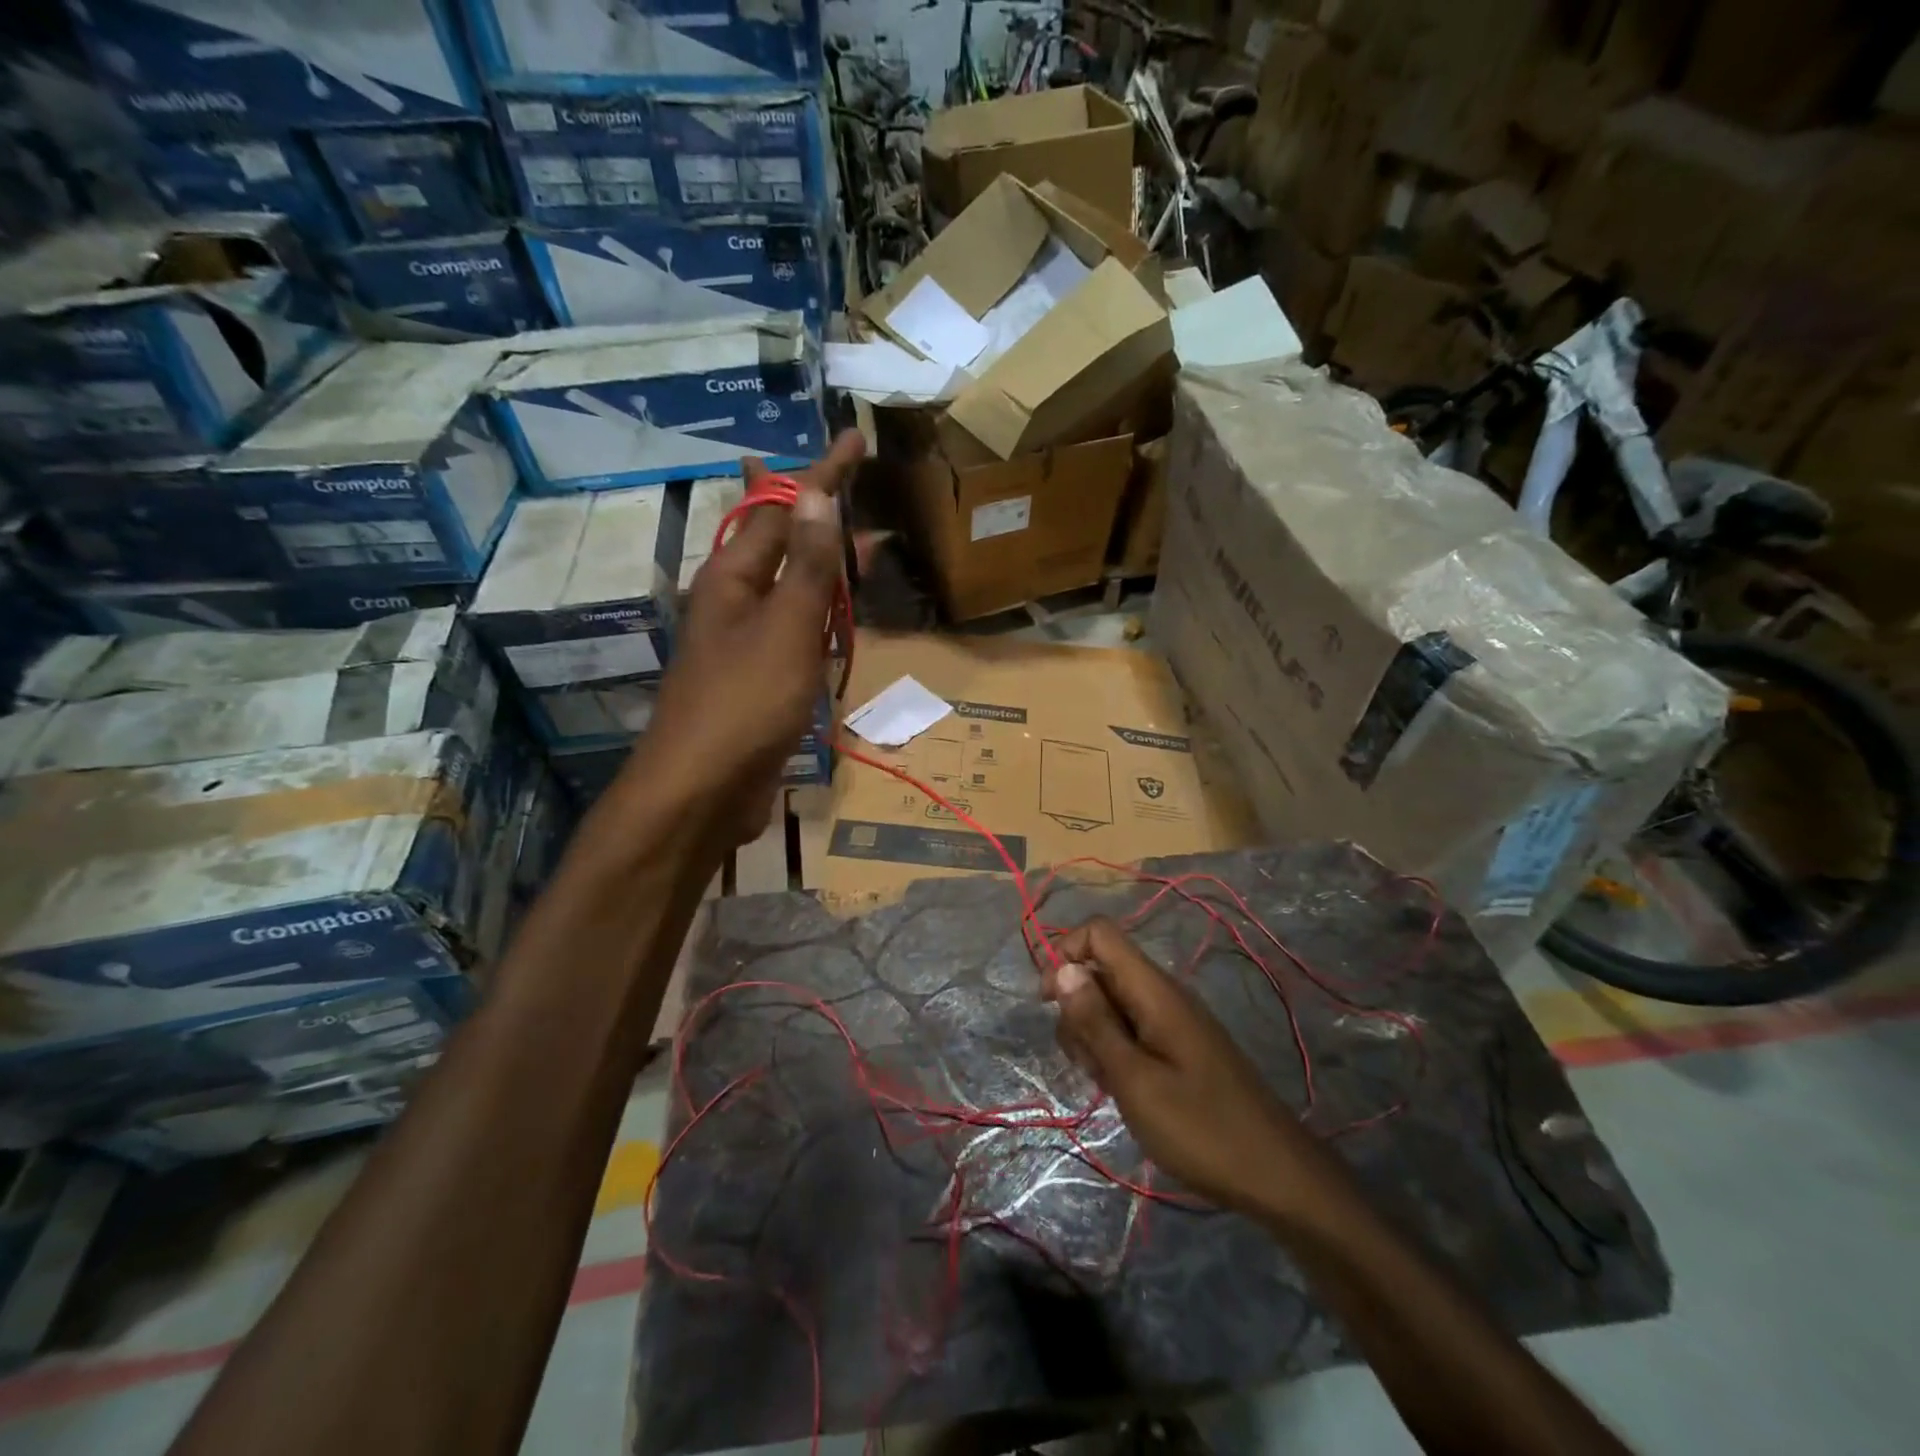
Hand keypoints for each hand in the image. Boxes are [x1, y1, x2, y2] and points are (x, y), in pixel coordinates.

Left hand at [632, 430, 865, 845]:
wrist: (702, 792)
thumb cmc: (744, 704)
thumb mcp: (786, 630)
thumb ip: (808, 567)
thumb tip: (816, 494)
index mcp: (733, 579)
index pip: (783, 509)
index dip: (822, 475)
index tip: (855, 440)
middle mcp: (733, 603)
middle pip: (780, 543)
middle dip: (818, 515)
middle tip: (856, 490)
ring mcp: (743, 644)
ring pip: (788, 589)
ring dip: (820, 564)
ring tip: (854, 546)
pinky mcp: (757, 682)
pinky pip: (793, 633)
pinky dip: (818, 616)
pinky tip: (833, 619)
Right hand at [1043, 917, 1307, 1214]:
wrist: (1274, 1175)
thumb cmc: (1200, 1128)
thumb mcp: (1134, 1079)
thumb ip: (1095, 1022)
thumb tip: (1062, 968)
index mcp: (1154, 990)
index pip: (1099, 933)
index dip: (1067, 954)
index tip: (1050, 1003)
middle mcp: (1162, 994)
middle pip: (1100, 970)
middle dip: (1077, 1009)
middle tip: (1088, 1061)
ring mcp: (1171, 1021)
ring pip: (1111, 1003)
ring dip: (1093, 1036)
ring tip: (1109, 1083)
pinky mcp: (1176, 1046)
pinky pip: (1130, 1030)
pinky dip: (1115, 1052)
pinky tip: (1124, 1090)